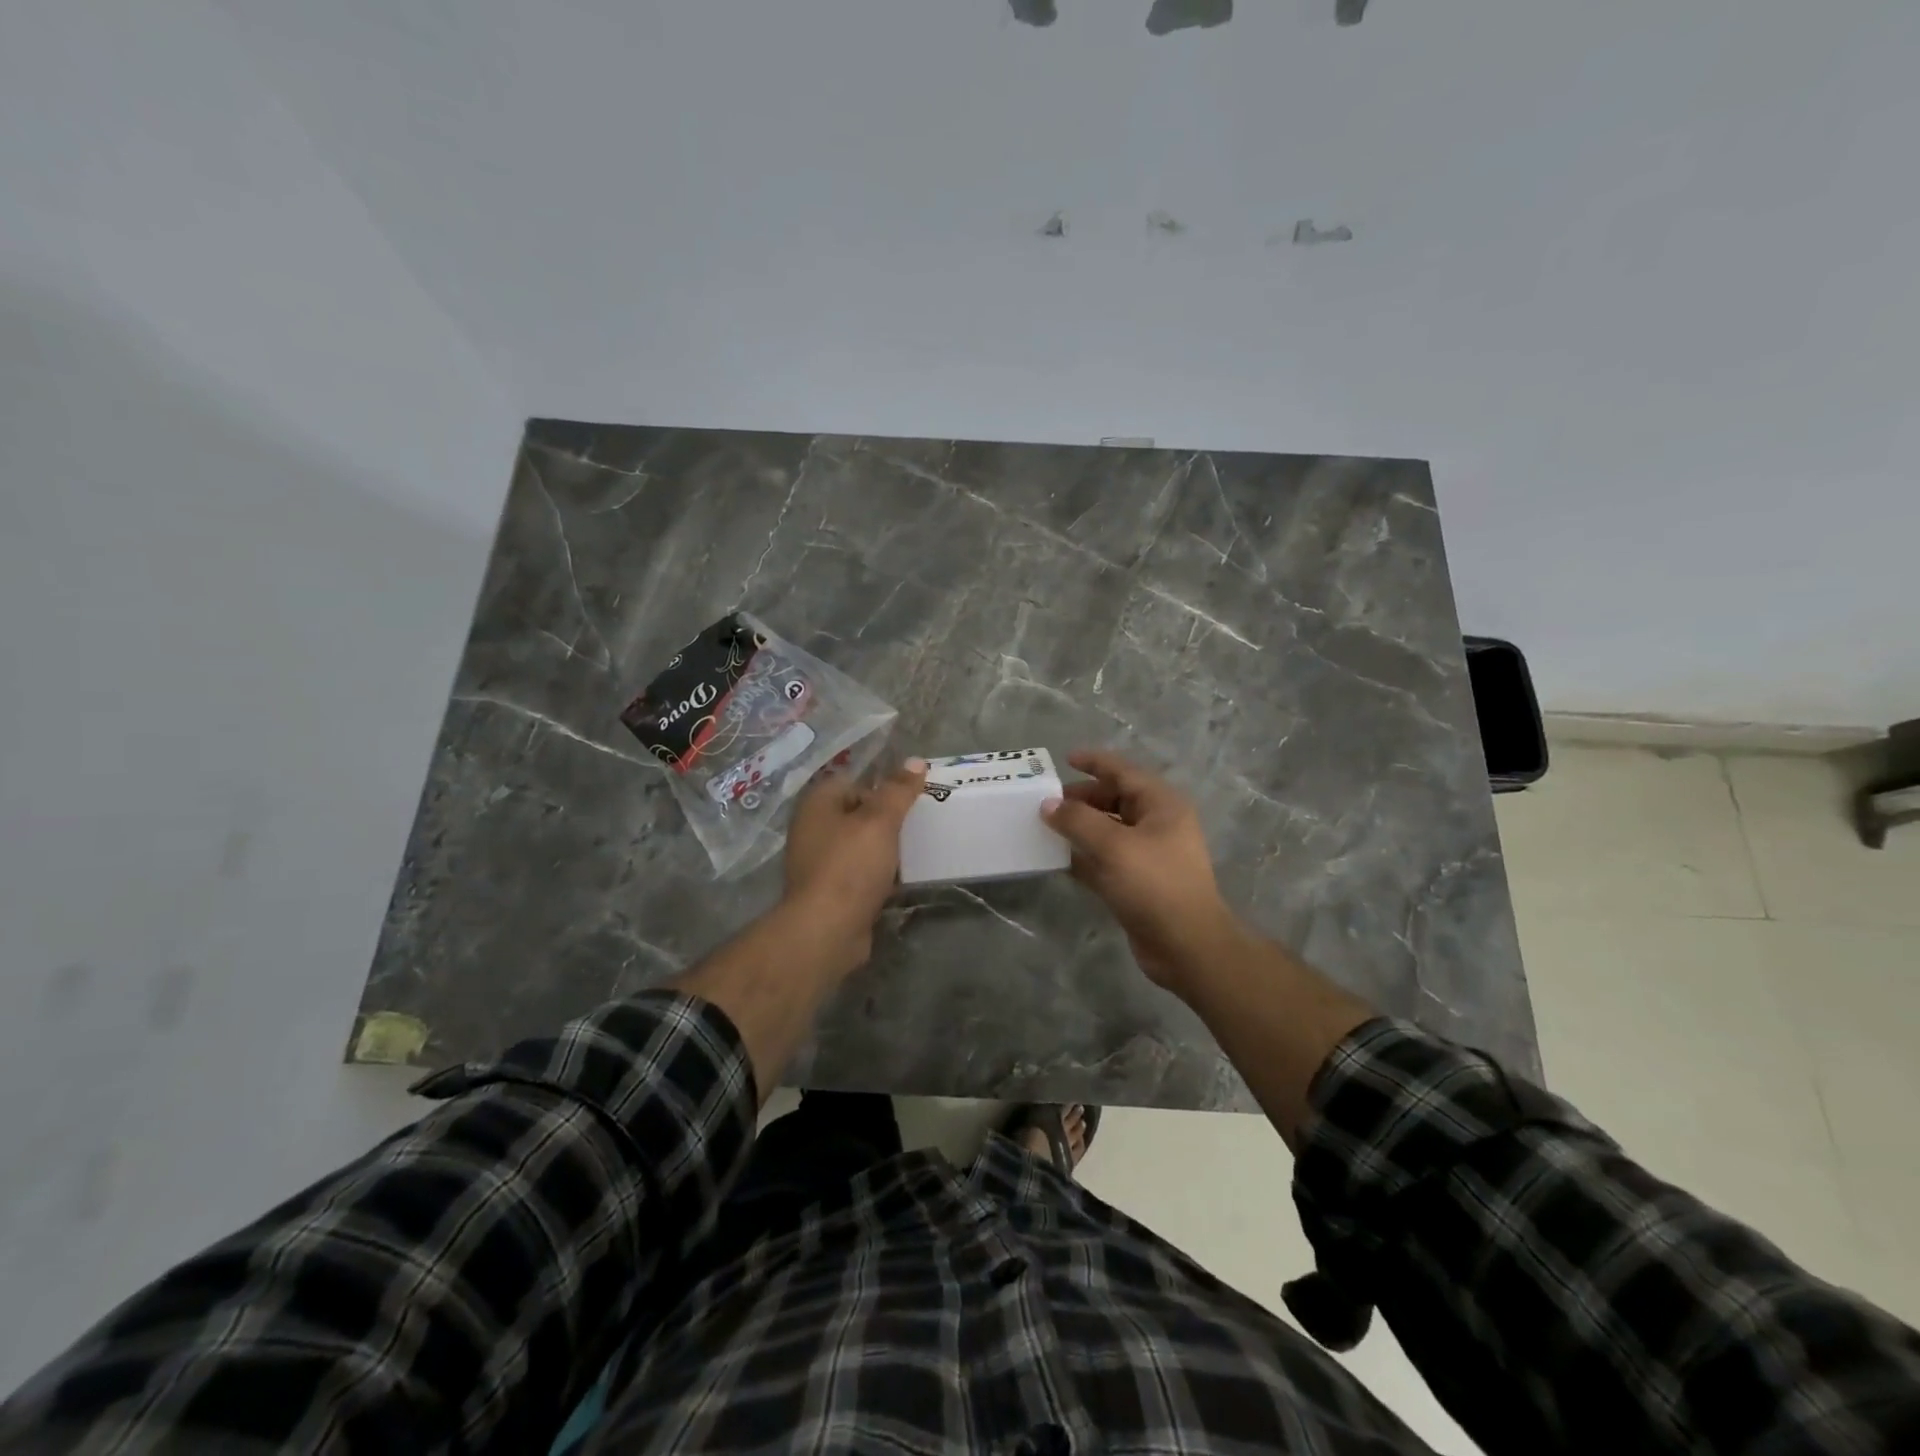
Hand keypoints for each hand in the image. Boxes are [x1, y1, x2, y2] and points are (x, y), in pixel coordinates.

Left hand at [781, 756, 927, 967]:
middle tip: (918, 824)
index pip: (854, 781)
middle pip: (858, 813)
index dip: (882, 787)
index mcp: (817, 804)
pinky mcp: (830, 891)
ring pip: (860, 845)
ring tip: (914, 850)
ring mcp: (818, 863)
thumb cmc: (850, 866)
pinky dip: (878, 874)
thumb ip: (899, 790)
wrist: (827, 931)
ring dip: (885, 849)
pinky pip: (859, 873)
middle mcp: (812, 829)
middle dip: (887, 819)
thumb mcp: (880, 820)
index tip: (910, 800)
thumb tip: (917, 761)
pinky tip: (900, 879)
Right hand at [1041, 749, 1243, 987]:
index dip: (1095, 762)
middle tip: (1047, 802)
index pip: (1124, 772)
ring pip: (1107, 831)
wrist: (1187, 946)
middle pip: (1115, 800)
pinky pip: (1105, 860)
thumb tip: (1048, 805)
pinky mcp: (1137, 883)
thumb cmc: (1154, 885)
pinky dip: (1083, 856)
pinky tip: (1057, 859)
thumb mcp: (1113, 845)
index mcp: (1161, 805)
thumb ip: (1077, 820)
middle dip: (1081, 798)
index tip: (1065, 759)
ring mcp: (1148, 855)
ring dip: (1079, 828)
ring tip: (1045, 827)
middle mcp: (1157, 825)